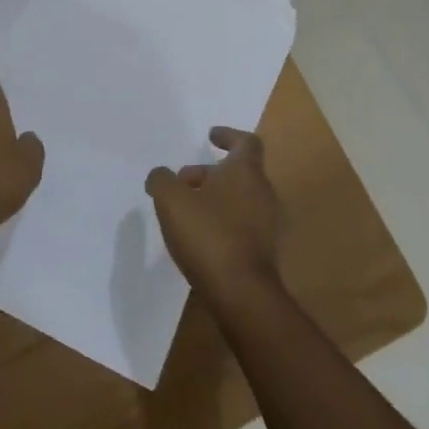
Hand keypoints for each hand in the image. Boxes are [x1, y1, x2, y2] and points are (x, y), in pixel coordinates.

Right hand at [146, 127, 282, 308]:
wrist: (241, 293)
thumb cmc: (208, 234)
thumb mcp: (171, 200)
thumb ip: (162, 180)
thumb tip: (161, 176)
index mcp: (246, 172)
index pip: (246, 142)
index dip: (228, 136)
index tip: (211, 137)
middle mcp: (263, 192)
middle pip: (238, 172)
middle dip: (210, 173)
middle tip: (183, 183)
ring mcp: (268, 223)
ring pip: (240, 199)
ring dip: (215, 199)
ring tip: (186, 212)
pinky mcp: (264, 251)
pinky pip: (242, 225)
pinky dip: (223, 222)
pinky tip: (200, 238)